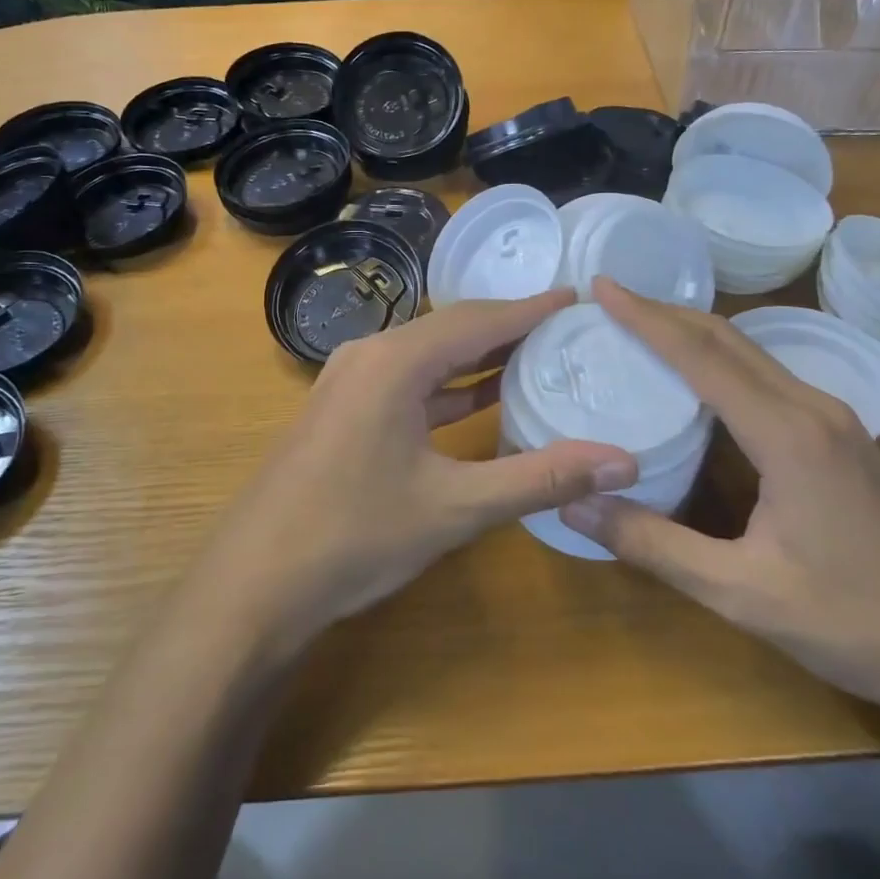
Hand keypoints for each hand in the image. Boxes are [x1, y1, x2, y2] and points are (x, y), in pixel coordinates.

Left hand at [203, 290, 639, 650]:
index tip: (575, 296)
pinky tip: (480, 397)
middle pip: (450, 330)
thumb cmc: (355, 536)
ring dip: (477, 357)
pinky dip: (447, 386)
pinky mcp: (343, 410)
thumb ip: (539, 478)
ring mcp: (350, 382)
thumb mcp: (455, 508)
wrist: (256, 581)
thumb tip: (624, 462)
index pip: (476, 321)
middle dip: (507, 327)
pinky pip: (407, 383)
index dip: (529, 309)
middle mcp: (369, 356)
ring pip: (427, 356)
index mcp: (394, 362)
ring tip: (536, 353)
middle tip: (565, 326)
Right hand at [559, 279, 879, 720]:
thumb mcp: (740, 592)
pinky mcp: (843, 438)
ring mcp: (835, 420)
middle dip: (666, 314)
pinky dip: (722, 360)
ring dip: (695, 333)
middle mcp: (812, 408)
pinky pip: (768, 377)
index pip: (702, 356)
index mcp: (787, 433)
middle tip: (611, 302)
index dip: (646, 319)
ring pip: (752, 353)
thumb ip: (653, 545)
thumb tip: (574, 506)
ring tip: (643, 329)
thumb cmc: (854, 622)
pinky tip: (700, 381)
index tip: (602, 286)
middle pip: (729, 339)